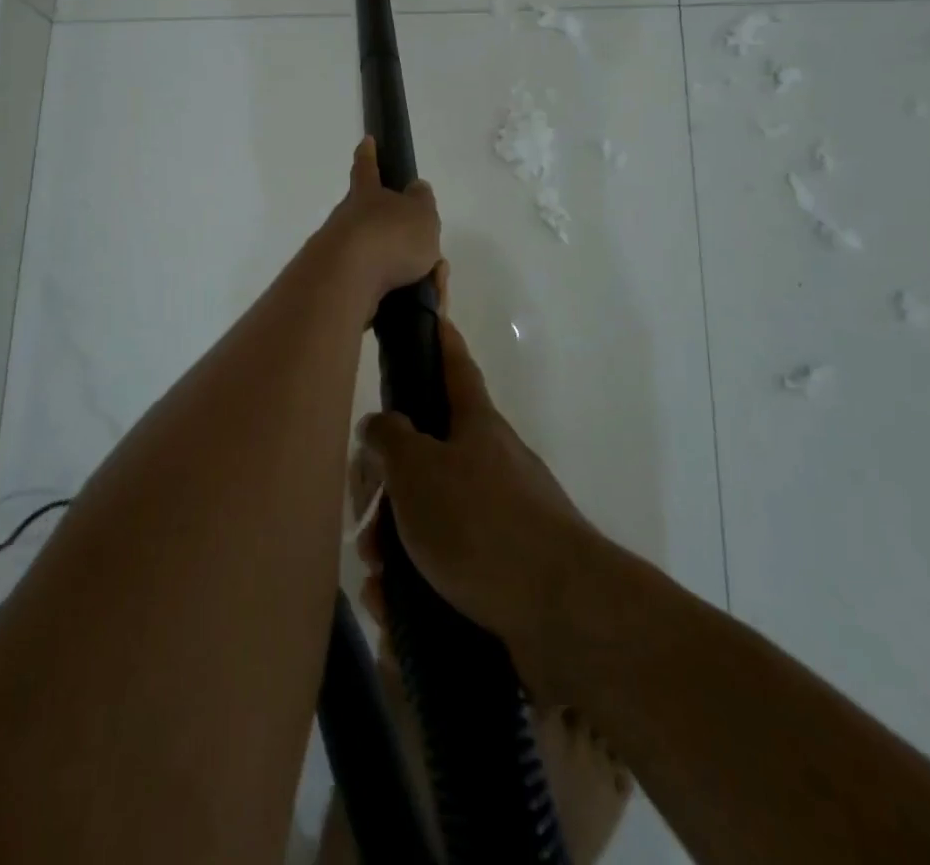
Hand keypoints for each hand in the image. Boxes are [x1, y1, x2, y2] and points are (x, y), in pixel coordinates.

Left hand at [316, 137, 441, 306]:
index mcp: (367, 195)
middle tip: (421, 251)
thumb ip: (421, 201)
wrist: (347, 281)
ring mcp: (338, 252)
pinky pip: (374, 287)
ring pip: (375, 256)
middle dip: (394, 232)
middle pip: (370, 218)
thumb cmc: (389, 237)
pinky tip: (410, 300)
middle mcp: (347, 219)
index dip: (369, 154)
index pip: (367, 168)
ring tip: (425, 283)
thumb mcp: (421, 213)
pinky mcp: (338, 284)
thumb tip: (416, 188)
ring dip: (402, 269)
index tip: (366, 140)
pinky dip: (394, 293)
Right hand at [351, 278, 597, 696]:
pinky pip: (450, 567)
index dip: (442, 340)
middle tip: (364, 519)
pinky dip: (418, 585)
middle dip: (391, 488)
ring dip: (398, 545)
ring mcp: (504, 518)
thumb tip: (380, 424)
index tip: (434, 315)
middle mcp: (493, 464)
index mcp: (476, 426)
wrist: (564, 615)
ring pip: (434, 518)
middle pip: (430, 457)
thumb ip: (389, 437)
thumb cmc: (481, 523)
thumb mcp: (418, 468)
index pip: (456, 367)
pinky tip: (396, 610)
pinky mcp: (507, 572)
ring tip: (378, 579)